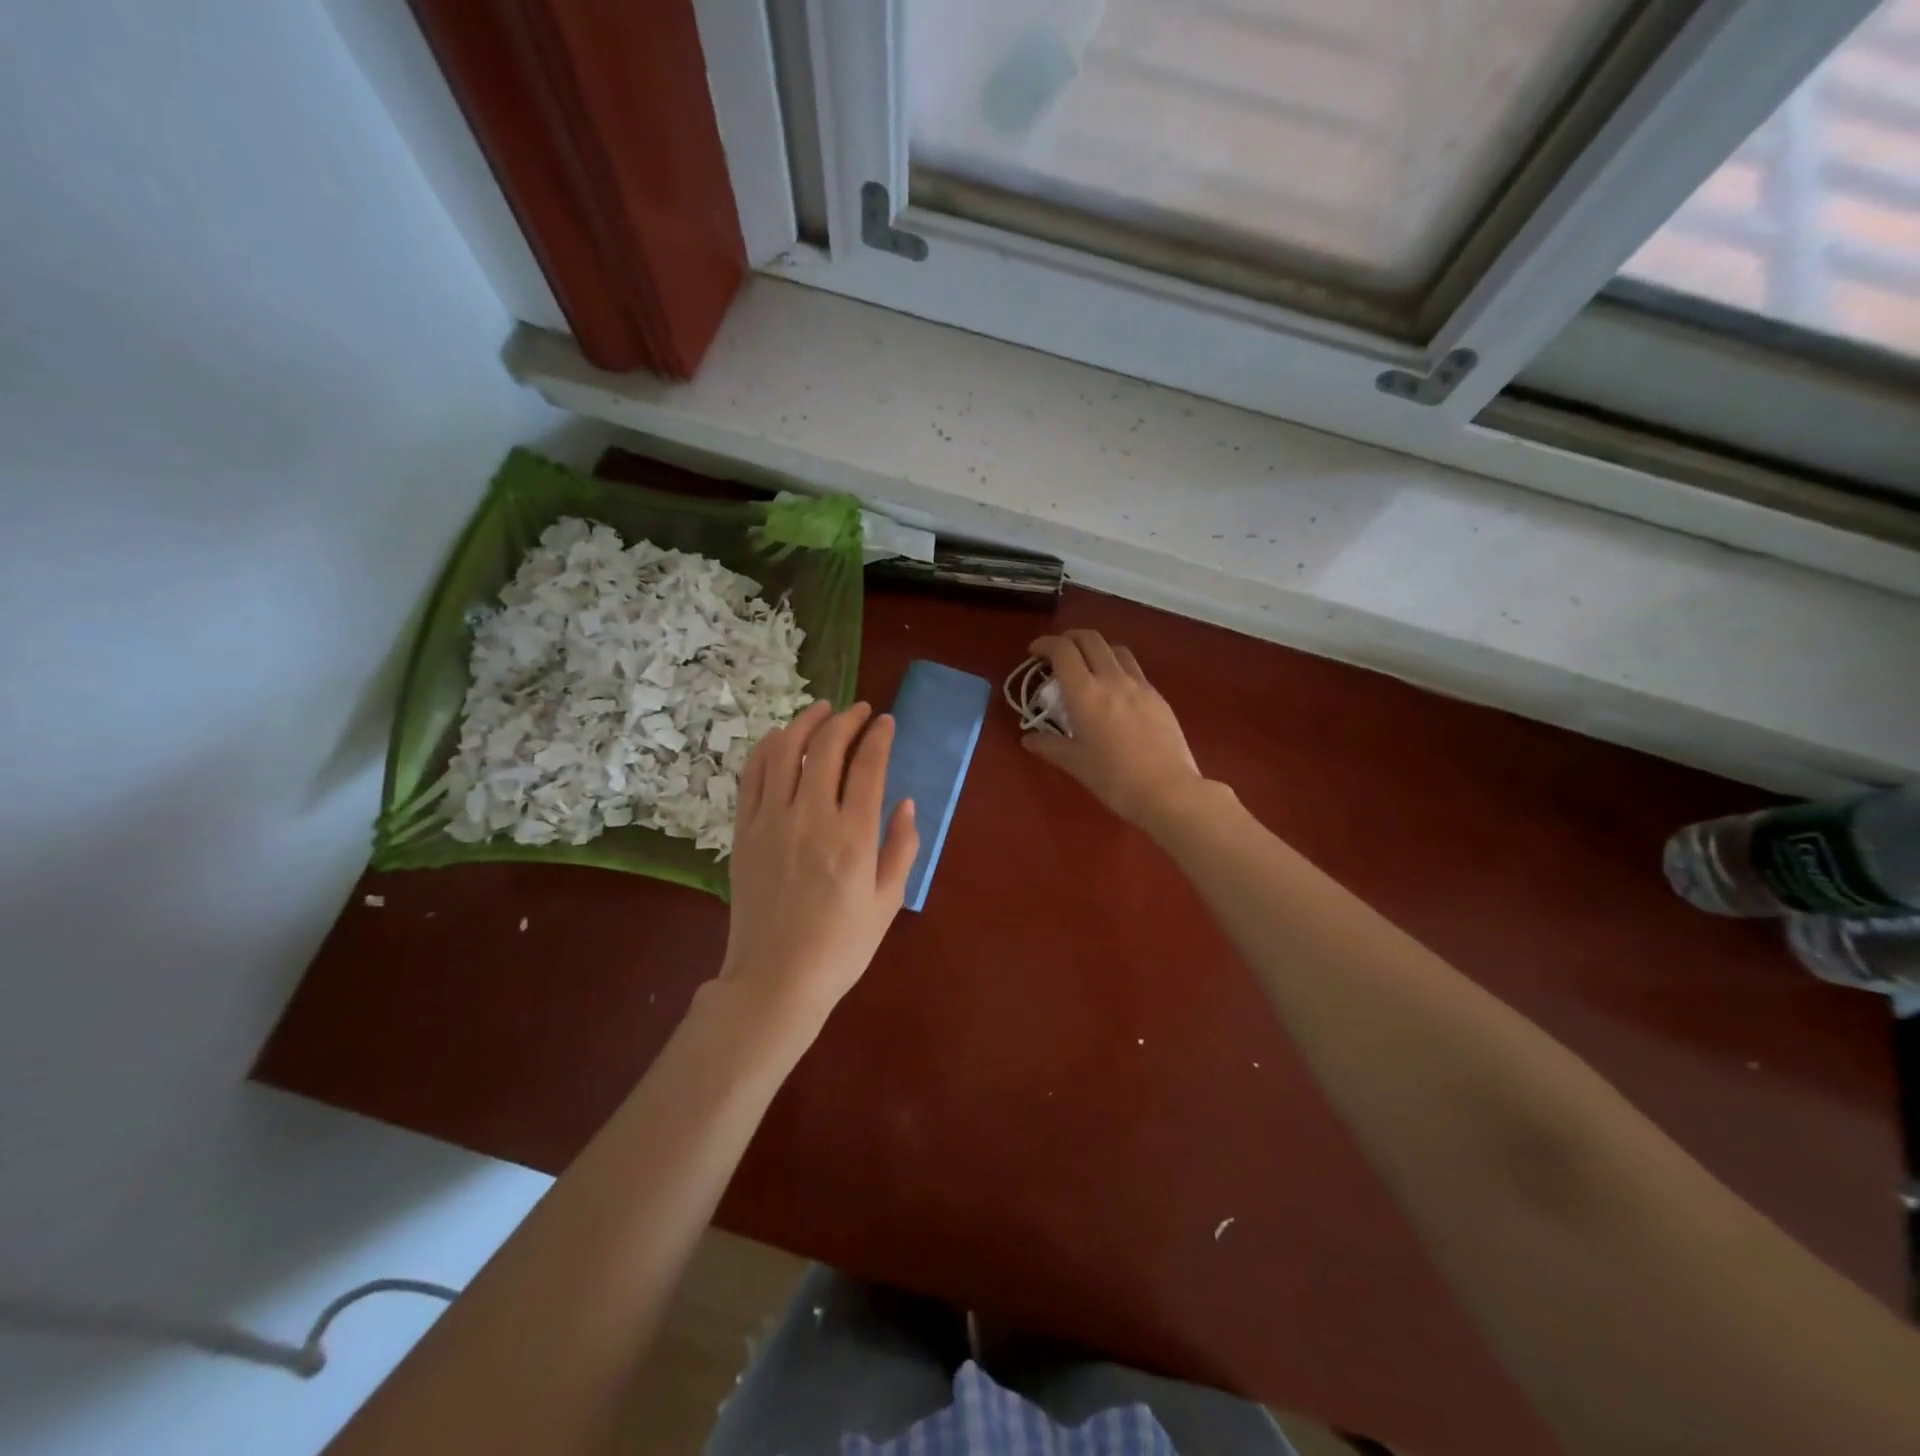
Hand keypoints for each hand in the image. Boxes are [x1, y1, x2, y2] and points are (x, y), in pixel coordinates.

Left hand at [719, 701, 918, 1025]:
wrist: (775, 980)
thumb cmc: (841, 947)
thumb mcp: (888, 902)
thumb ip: (902, 847)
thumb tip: (905, 802)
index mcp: (853, 837)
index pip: (868, 766)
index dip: (879, 736)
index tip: (886, 721)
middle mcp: (811, 818)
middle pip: (826, 747)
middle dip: (847, 719)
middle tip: (860, 710)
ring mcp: (771, 821)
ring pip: (785, 751)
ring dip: (806, 722)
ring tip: (822, 709)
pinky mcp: (744, 831)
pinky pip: (753, 775)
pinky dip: (768, 747)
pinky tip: (780, 737)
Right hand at [1023, 630, 1205, 830]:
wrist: (1167, 790)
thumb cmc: (1113, 779)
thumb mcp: (1075, 763)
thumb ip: (1050, 746)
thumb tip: (1029, 739)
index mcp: (1085, 693)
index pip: (1063, 651)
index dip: (1045, 644)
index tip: (1035, 652)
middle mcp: (1112, 679)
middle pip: (1090, 639)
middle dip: (1070, 638)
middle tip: (1058, 654)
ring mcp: (1139, 685)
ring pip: (1116, 650)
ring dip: (1096, 649)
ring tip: (1088, 668)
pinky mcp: (1158, 697)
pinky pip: (1134, 670)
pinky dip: (1117, 668)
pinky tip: (1115, 692)